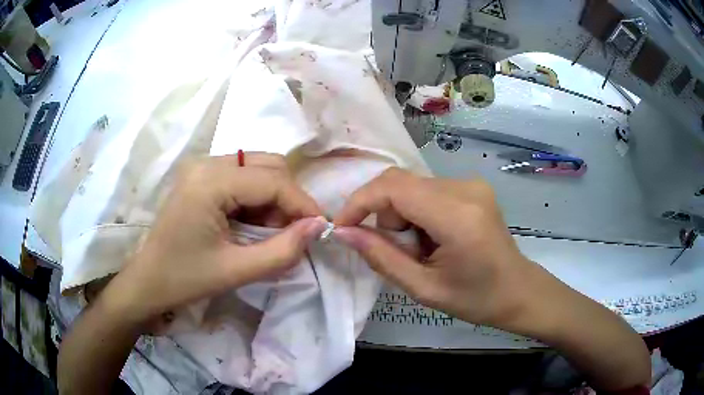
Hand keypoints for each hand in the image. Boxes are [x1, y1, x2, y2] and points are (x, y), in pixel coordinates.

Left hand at [105, 153, 326, 325]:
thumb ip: (282, 250)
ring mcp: (202, 167)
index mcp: (210, 181)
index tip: (321, 229)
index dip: (303, 204)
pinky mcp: (201, 178)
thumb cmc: (184, 279)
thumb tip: (318, 227)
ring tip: (272, 232)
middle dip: (288, 198)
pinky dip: (257, 199)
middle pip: (268, 165)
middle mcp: (207, 163)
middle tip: (294, 232)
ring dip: (274, 198)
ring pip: (257, 168)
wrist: (147, 282)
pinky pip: (242, 178)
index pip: (272, 181)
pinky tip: (254, 225)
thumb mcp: (236, 270)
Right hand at [332, 167, 535, 327]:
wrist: (517, 290)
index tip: (342, 227)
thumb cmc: (475, 298)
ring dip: (401, 215)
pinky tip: (432, 237)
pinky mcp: (471, 186)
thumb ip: (381, 257)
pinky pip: (427, 189)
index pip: (393, 188)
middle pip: (400, 183)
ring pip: (411, 186)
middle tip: (397, 250)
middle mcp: (465, 188)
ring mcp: (471, 183)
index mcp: (457, 216)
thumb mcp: (423, 288)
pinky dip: (417, 211)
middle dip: (384, 214)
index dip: (360, 202)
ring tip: (420, 248)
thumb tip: (343, 233)